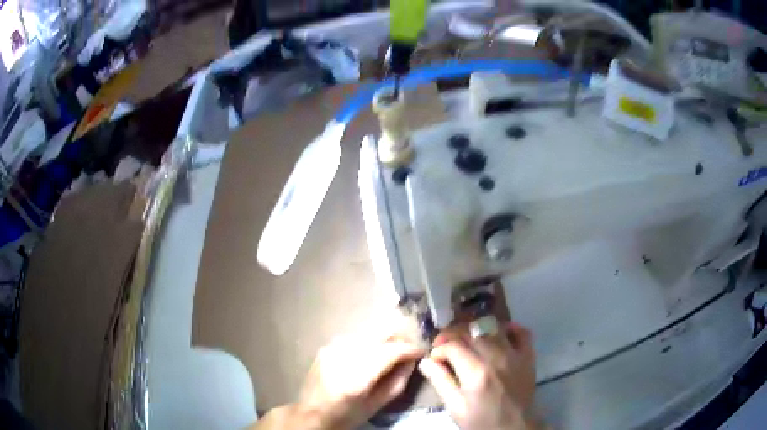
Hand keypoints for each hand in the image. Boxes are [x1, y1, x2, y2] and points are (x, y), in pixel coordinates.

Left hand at [253, 334, 423, 429]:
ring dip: (386, 338)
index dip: (411, 348)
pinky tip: (371, 354)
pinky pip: (356, 337)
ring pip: (370, 331)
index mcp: (358, 375)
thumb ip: (398, 381)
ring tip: (393, 351)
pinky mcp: (327, 345)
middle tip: (409, 349)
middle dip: (400, 337)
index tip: (421, 352)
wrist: (311, 413)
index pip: (392, 350)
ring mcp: (333, 347)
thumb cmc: (347, 415)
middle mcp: (345, 354)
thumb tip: (412, 360)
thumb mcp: (377, 404)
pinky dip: (370, 342)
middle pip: (381, 332)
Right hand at [418, 322, 538, 429]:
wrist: (515, 428)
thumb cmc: (482, 421)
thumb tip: (425, 361)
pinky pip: (522, 332)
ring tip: (467, 342)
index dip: (438, 348)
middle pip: (470, 332)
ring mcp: (515, 355)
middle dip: (452, 335)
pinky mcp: (528, 357)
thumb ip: (441, 382)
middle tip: (445, 347)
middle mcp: (496, 358)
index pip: (452, 345)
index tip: (434, 358)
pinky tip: (498, 334)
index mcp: (476, 372)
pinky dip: (510, 328)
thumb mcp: (455, 408)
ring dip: (475, 330)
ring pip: (492, 328)